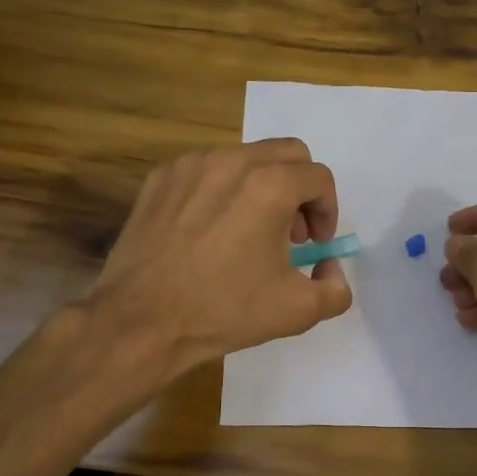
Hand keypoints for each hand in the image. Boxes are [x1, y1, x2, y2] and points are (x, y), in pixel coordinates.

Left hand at [87, 139, 351, 377]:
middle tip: (292, 233)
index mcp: (271, 185)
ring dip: (262, 186)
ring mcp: (191, 166)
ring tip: (250, 231)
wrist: (141, 321)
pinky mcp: (160, 179)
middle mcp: (233, 161)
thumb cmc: (224, 310)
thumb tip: (330, 268)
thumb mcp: (299, 311)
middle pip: (287, 154)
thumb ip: (336, 288)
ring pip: (245, 158)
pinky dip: (222, 190)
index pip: (319, 178)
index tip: (315, 244)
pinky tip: (211, 232)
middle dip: (300, 189)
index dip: (327, 211)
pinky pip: (206, 170)